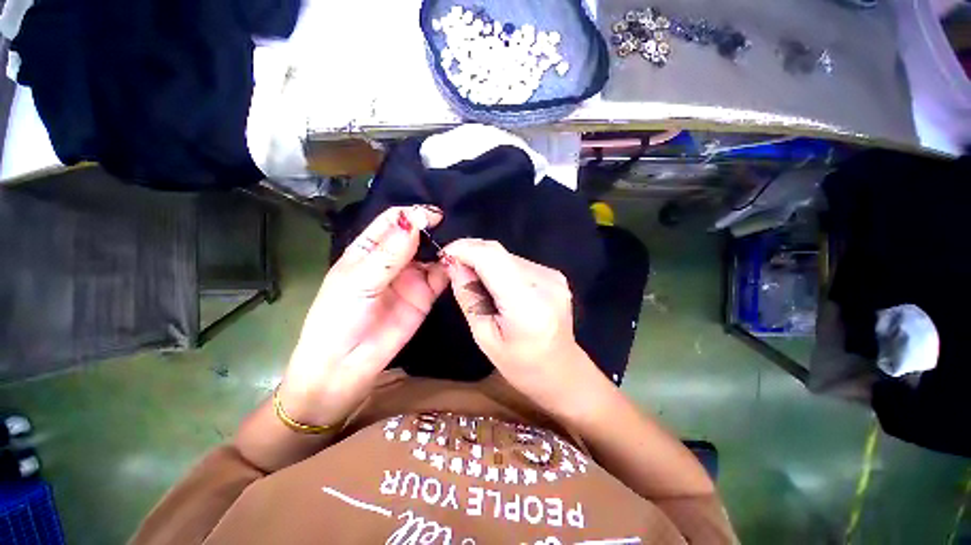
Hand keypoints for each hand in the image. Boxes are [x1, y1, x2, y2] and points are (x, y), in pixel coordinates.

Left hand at [278, 205, 447, 426]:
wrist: (345, 367)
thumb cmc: (339, 319)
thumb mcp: (359, 281)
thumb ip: (389, 253)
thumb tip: (415, 219)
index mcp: (369, 249)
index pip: (392, 221)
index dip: (411, 214)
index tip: (433, 215)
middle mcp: (393, 259)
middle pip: (416, 235)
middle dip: (432, 228)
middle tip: (453, 225)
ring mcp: (411, 277)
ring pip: (432, 254)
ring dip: (444, 247)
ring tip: (460, 243)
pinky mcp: (426, 295)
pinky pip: (441, 276)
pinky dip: (450, 268)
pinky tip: (457, 262)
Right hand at [441, 239, 601, 411]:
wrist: (562, 371)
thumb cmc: (520, 365)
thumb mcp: (484, 336)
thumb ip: (468, 296)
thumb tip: (453, 263)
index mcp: (527, 304)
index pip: (491, 257)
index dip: (465, 249)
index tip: (445, 255)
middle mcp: (544, 282)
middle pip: (499, 252)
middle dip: (471, 254)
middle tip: (454, 268)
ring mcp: (553, 276)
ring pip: (508, 255)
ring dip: (486, 262)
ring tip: (477, 284)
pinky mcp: (555, 275)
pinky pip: (519, 263)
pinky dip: (501, 268)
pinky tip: (498, 287)